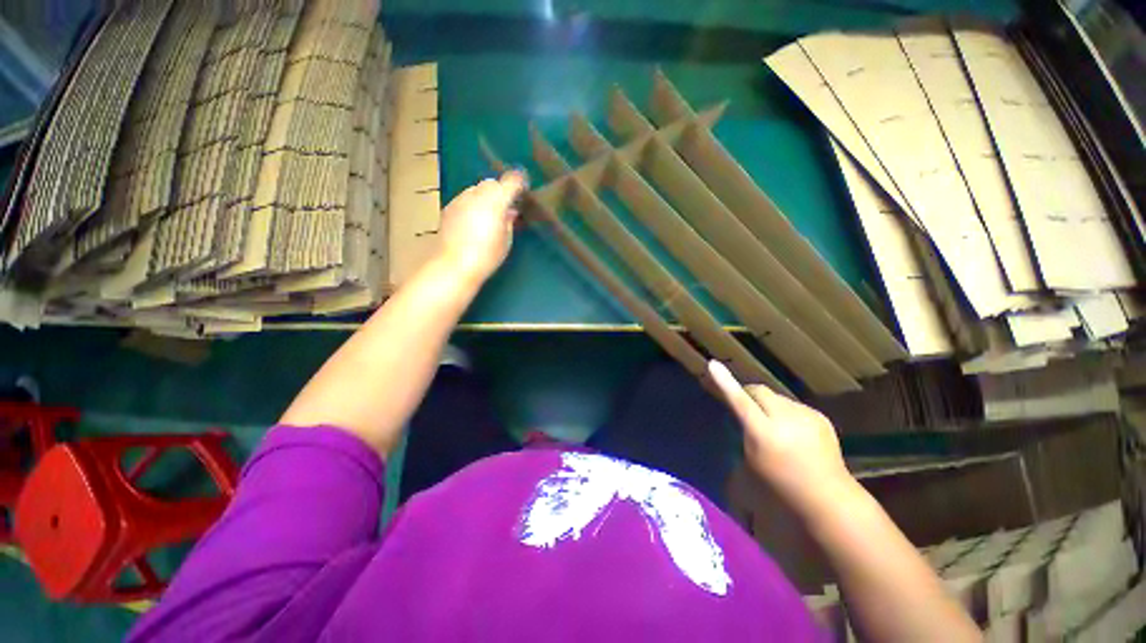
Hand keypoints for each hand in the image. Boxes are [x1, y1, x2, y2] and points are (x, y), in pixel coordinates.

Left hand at [437, 171, 526, 283]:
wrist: (454, 265)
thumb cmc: (487, 255)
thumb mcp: (506, 240)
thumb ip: (509, 221)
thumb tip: (510, 212)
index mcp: (496, 200)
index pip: (512, 181)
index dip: (519, 183)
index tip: (524, 191)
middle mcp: (477, 194)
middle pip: (492, 183)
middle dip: (500, 191)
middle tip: (507, 206)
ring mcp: (460, 199)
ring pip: (476, 189)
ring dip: (485, 197)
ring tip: (490, 216)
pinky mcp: (448, 207)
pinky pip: (465, 199)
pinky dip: (473, 205)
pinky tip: (474, 222)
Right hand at [707, 360, 855, 514]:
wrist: (828, 498)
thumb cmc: (780, 487)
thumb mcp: (750, 464)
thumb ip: (741, 433)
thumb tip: (736, 414)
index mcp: (765, 434)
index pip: (740, 401)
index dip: (725, 383)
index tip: (713, 364)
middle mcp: (787, 419)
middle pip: (759, 391)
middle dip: (747, 393)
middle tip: (742, 406)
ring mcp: (806, 416)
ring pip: (775, 397)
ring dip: (766, 404)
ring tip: (770, 425)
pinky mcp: (819, 416)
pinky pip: (792, 405)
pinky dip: (784, 412)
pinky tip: (791, 431)